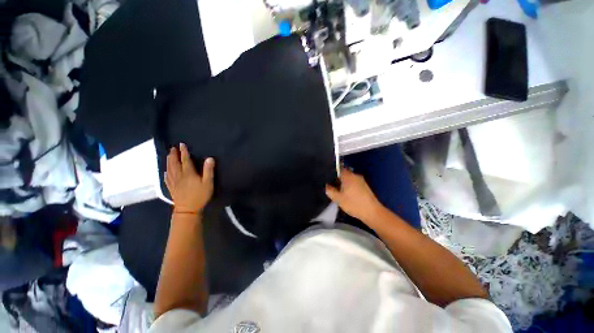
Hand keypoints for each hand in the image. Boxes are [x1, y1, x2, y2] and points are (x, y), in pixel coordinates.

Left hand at [165, 143, 214, 213]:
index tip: (181, 145)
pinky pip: (167, 178)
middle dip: (173, 155)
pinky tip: (165, 171)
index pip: (185, 160)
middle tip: (172, 148)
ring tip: (168, 155)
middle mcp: (179, 176)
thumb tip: (209, 158)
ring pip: (169, 169)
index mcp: (188, 173)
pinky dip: (166, 173)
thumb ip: (208, 170)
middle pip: (174, 163)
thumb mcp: (208, 183)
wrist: (188, 210)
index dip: (184, 152)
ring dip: (168, 161)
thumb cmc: (200, 195)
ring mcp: (174, 182)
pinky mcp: (171, 188)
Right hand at [325, 168, 383, 222]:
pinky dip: (350, 188)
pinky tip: (348, 196)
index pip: (339, 169)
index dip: (332, 173)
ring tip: (339, 193)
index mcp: (348, 176)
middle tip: (332, 188)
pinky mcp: (365, 187)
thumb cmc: (354, 204)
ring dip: (344, 185)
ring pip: (349, 180)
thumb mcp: (338, 199)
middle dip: (338, 180)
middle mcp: (355, 176)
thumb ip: (330, 191)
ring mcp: (361, 181)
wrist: (372, 212)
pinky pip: (354, 184)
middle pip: (344, 174)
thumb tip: (326, 186)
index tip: (328, 180)